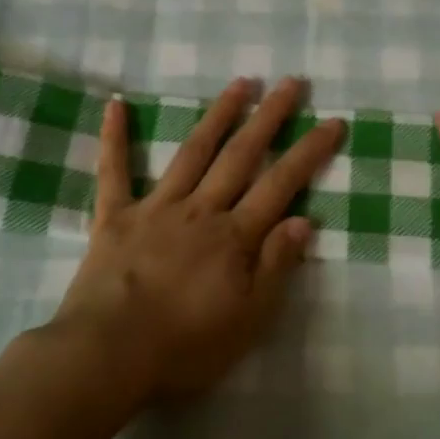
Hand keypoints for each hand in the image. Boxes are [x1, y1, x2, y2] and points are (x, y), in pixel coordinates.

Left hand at [54, 77, 344, 401]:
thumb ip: (276, 267)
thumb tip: (304, 220)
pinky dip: (114, 138)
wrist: (107, 356)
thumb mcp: (248, 320)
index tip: (332, 121)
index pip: (281, 184)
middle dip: (269, 117)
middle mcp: (200, 210)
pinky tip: (115, 104)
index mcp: (234, 236)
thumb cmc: (184, 347)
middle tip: (290, 82)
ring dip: (218, 115)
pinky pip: (114, 172)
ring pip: (193, 153)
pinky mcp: (115, 218)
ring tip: (240, 83)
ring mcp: (156, 208)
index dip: (309, 152)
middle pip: (241, 156)